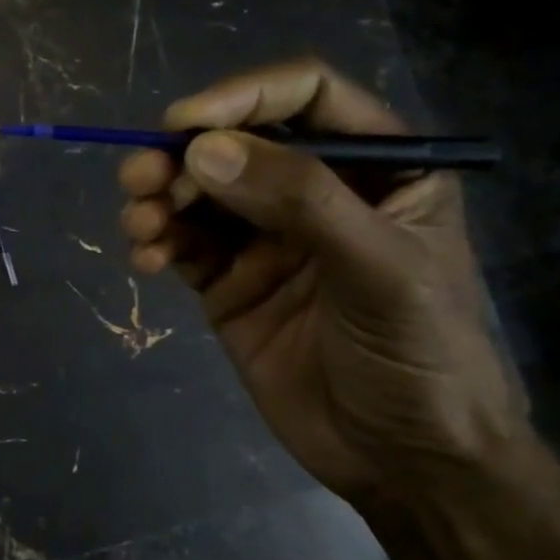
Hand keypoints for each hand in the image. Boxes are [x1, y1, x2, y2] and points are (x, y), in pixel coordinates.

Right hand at [118, 60, 528, 505]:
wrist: (405, 462)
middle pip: (238, 144)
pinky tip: (146, 258)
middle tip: (140, 176)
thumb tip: (202, 150)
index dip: (244, 96)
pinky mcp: (231, 285)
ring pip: (201, 195)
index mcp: (377, 170)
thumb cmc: (420, 356)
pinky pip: (185, 247)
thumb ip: (298, 200)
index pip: (307, 98)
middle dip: (184, 155)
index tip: (184, 123)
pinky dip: (158, 243)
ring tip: (138, 222)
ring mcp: (269, 241)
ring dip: (161, 199)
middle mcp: (317, 194)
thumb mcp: (378, 269)